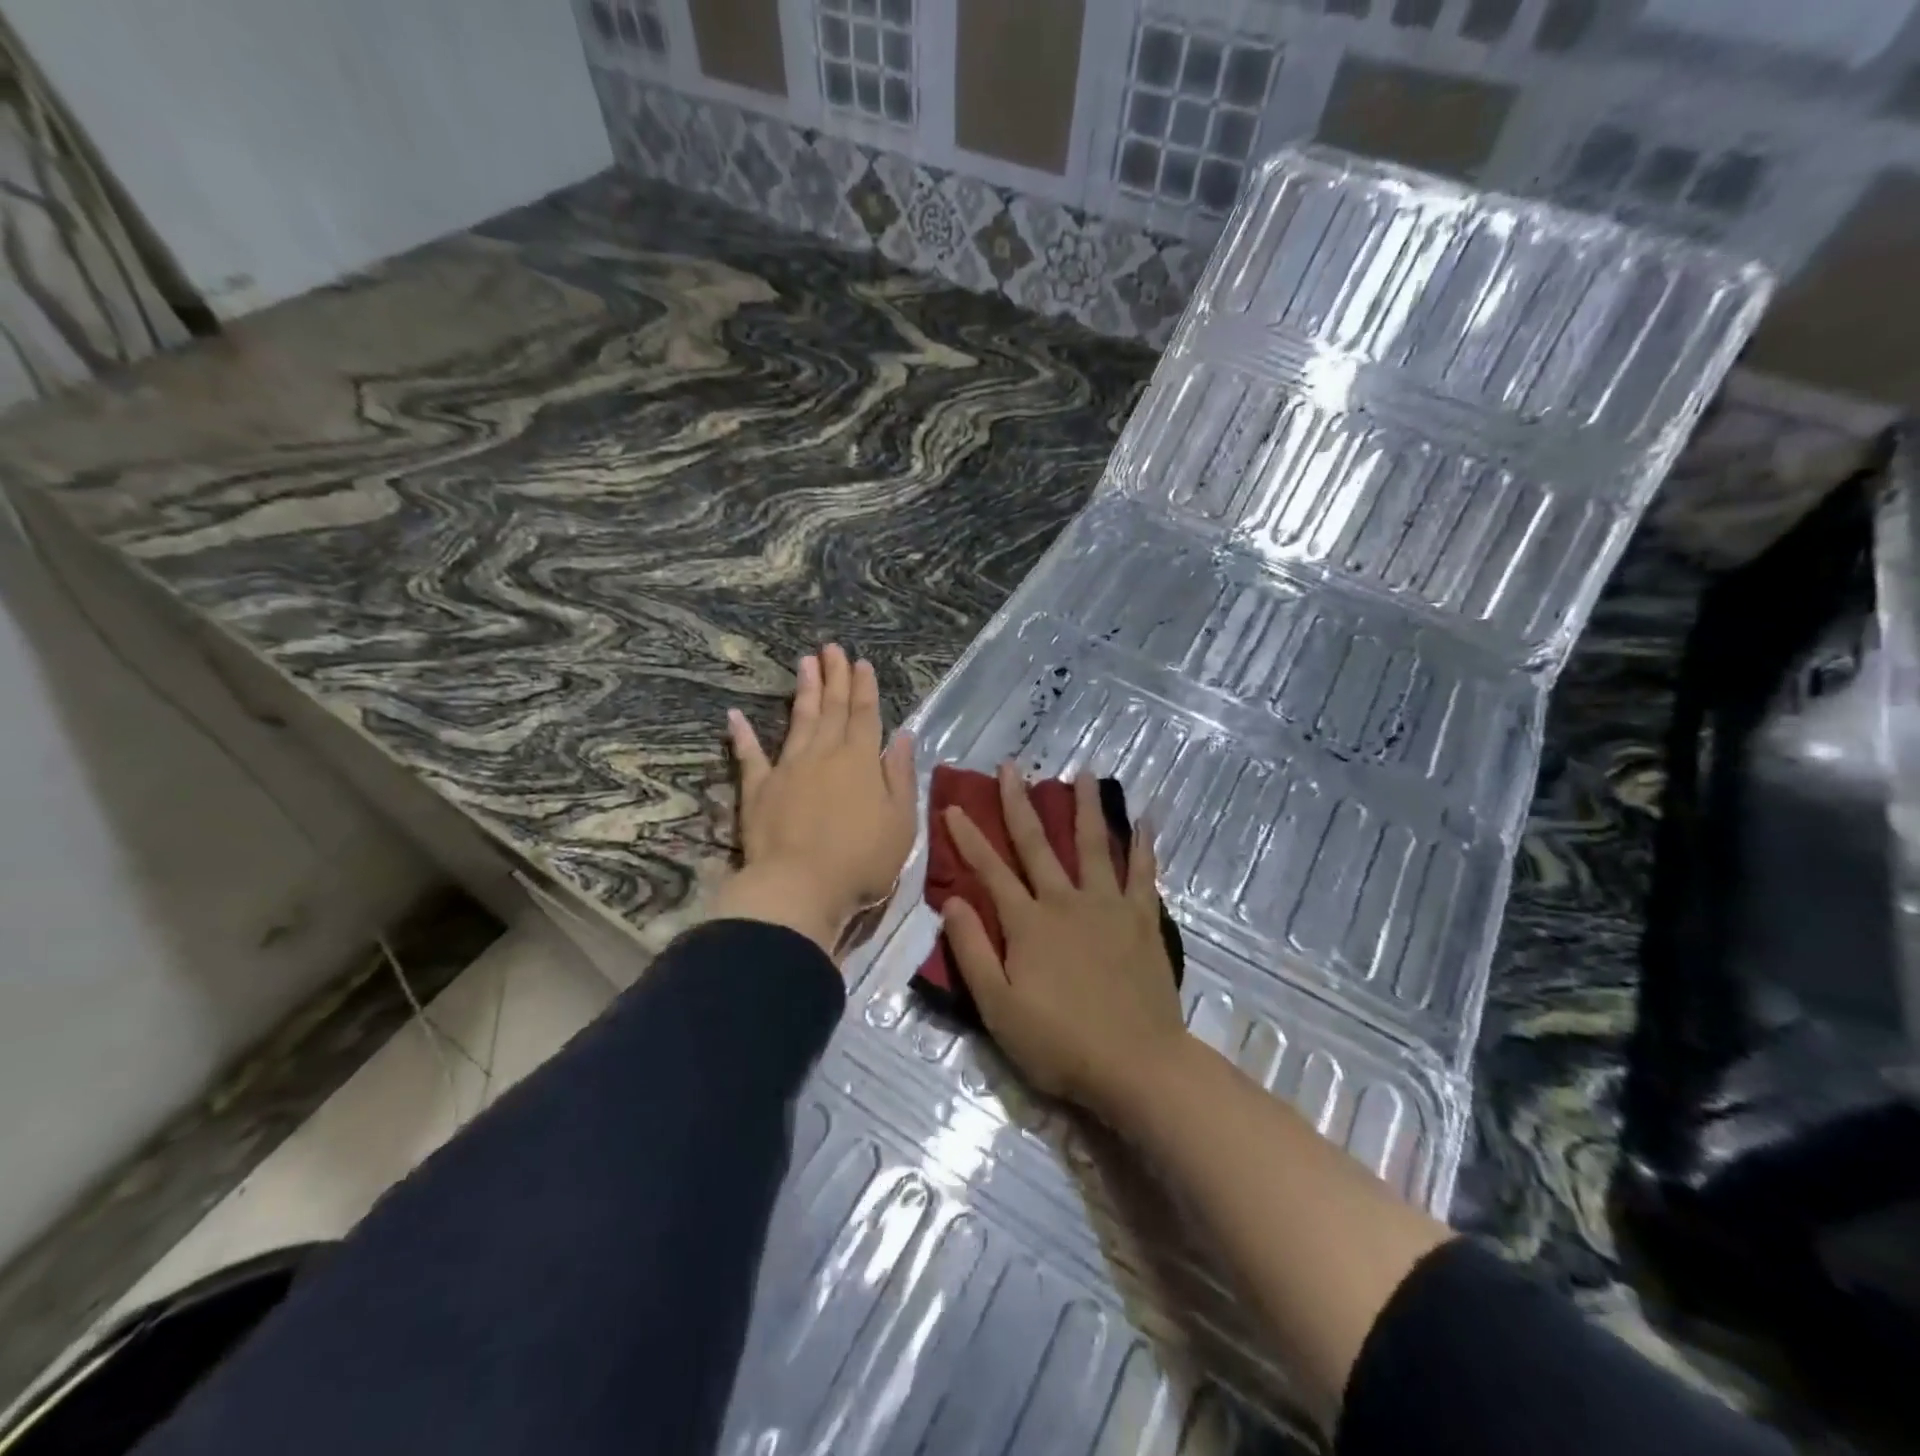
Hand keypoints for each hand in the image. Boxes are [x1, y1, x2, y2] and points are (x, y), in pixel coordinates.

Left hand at [709, 644, 916, 957]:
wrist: (800, 888)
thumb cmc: (861, 861)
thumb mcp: (901, 822)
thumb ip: (901, 776)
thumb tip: (904, 736)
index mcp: (861, 761)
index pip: (865, 715)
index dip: (864, 688)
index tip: (861, 662)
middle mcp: (824, 754)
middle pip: (832, 709)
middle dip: (835, 677)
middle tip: (831, 648)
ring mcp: (788, 769)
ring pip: (799, 721)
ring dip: (804, 692)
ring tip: (805, 663)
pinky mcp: (759, 790)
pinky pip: (750, 755)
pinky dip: (743, 735)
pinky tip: (735, 716)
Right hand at [941, 764, 1186, 1114]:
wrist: (1136, 1064)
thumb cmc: (1059, 1042)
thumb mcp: (998, 1006)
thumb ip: (972, 950)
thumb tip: (951, 900)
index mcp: (1028, 922)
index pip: (990, 870)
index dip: (968, 838)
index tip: (953, 807)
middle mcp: (1065, 901)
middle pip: (1038, 844)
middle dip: (1019, 804)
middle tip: (1011, 768)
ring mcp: (1108, 906)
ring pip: (1093, 845)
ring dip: (1085, 807)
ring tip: (1083, 773)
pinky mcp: (1142, 919)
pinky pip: (1143, 872)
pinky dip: (1143, 844)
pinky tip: (1145, 818)